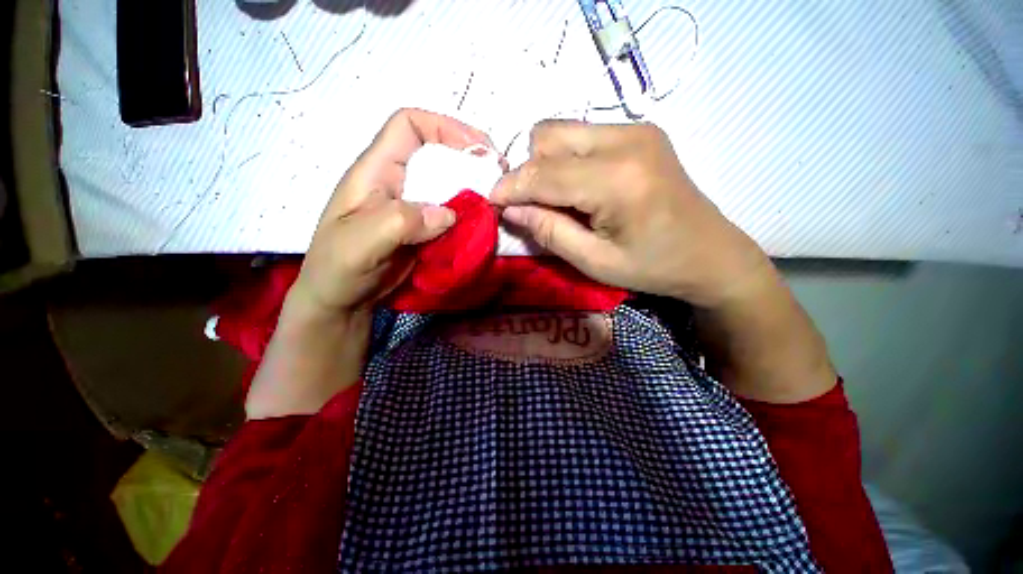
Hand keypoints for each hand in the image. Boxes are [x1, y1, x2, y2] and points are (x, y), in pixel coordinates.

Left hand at [247, 109, 491, 418]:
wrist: (342, 300)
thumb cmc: (338, 268)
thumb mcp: (359, 243)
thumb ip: (400, 222)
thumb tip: (448, 214)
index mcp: (376, 171)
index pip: (408, 126)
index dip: (443, 126)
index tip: (476, 147)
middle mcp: (398, 183)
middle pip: (437, 155)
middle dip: (469, 159)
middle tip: (498, 175)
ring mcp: (413, 208)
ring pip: (448, 187)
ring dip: (473, 191)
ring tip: (495, 201)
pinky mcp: (423, 230)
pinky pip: (451, 215)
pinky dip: (469, 216)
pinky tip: (482, 224)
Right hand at [491, 120, 771, 308]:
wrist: (711, 255)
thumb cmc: (654, 268)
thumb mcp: (595, 262)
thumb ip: (549, 232)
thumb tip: (511, 208)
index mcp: (618, 180)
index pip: (543, 173)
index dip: (510, 187)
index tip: (491, 202)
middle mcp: (626, 139)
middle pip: (547, 137)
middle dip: (529, 172)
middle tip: (533, 206)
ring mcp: (636, 129)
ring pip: (562, 131)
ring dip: (546, 164)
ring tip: (557, 199)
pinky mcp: (640, 131)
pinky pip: (582, 135)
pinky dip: (567, 160)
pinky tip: (579, 187)